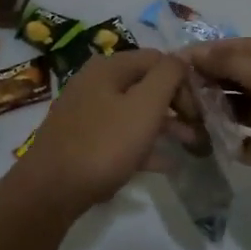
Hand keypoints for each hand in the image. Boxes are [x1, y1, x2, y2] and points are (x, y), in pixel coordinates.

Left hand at [15, 49, 188, 215]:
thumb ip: (168, 75)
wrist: (49, 191)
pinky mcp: (83, 140)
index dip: (184, 81)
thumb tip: (182, 57)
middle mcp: (96, 83)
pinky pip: (122, 135)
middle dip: (177, 105)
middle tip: (200, 129)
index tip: (201, 109)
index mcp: (110, 67)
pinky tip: (167, 164)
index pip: (159, 60)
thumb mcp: (145, 105)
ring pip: (136, 112)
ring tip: (192, 146)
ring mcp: (87, 112)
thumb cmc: (104, 144)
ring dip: (165, 126)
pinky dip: (145, 145)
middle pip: (147, 85)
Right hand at [180, 38, 250, 210]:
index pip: (244, 48)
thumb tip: (200, 53)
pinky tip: (209, 139)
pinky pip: (245, 140)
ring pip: (239, 108)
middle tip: (177, 89)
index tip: (176, 60)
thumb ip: (236, 63)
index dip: (211, 52)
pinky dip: (229, 139)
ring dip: (216, 109)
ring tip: (187, 114)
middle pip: (240, 76)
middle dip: (210, 80)